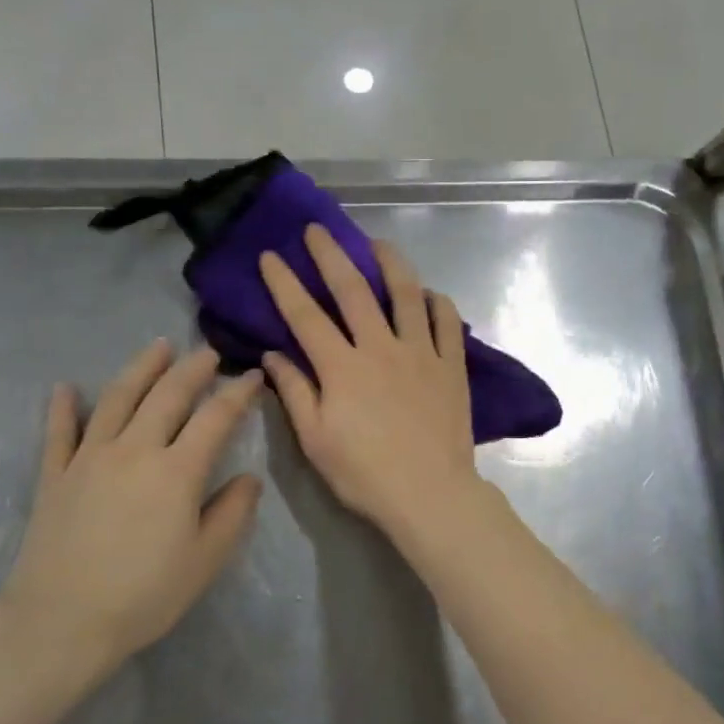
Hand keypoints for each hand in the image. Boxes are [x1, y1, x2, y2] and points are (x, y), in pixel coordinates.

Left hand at [0, 342, 264, 672]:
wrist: (60, 623)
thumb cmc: (144, 595)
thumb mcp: (206, 559)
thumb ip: (233, 512)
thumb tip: (248, 478)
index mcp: (177, 471)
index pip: (215, 418)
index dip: (238, 393)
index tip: (253, 377)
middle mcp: (135, 450)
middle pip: (167, 396)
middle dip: (192, 369)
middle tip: (209, 353)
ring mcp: (89, 458)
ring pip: (117, 399)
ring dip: (141, 369)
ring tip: (158, 347)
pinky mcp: (54, 476)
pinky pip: (59, 432)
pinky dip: (63, 406)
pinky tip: (66, 387)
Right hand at [258, 226, 481, 537]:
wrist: (430, 493)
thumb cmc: (365, 474)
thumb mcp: (316, 440)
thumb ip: (295, 392)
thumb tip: (272, 355)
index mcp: (342, 367)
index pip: (305, 315)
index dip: (284, 283)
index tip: (271, 255)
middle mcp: (381, 348)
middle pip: (353, 290)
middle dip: (332, 255)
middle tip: (318, 230)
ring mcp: (421, 353)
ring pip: (406, 294)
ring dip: (390, 264)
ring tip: (378, 244)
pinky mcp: (452, 366)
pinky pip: (447, 323)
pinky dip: (438, 303)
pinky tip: (430, 294)